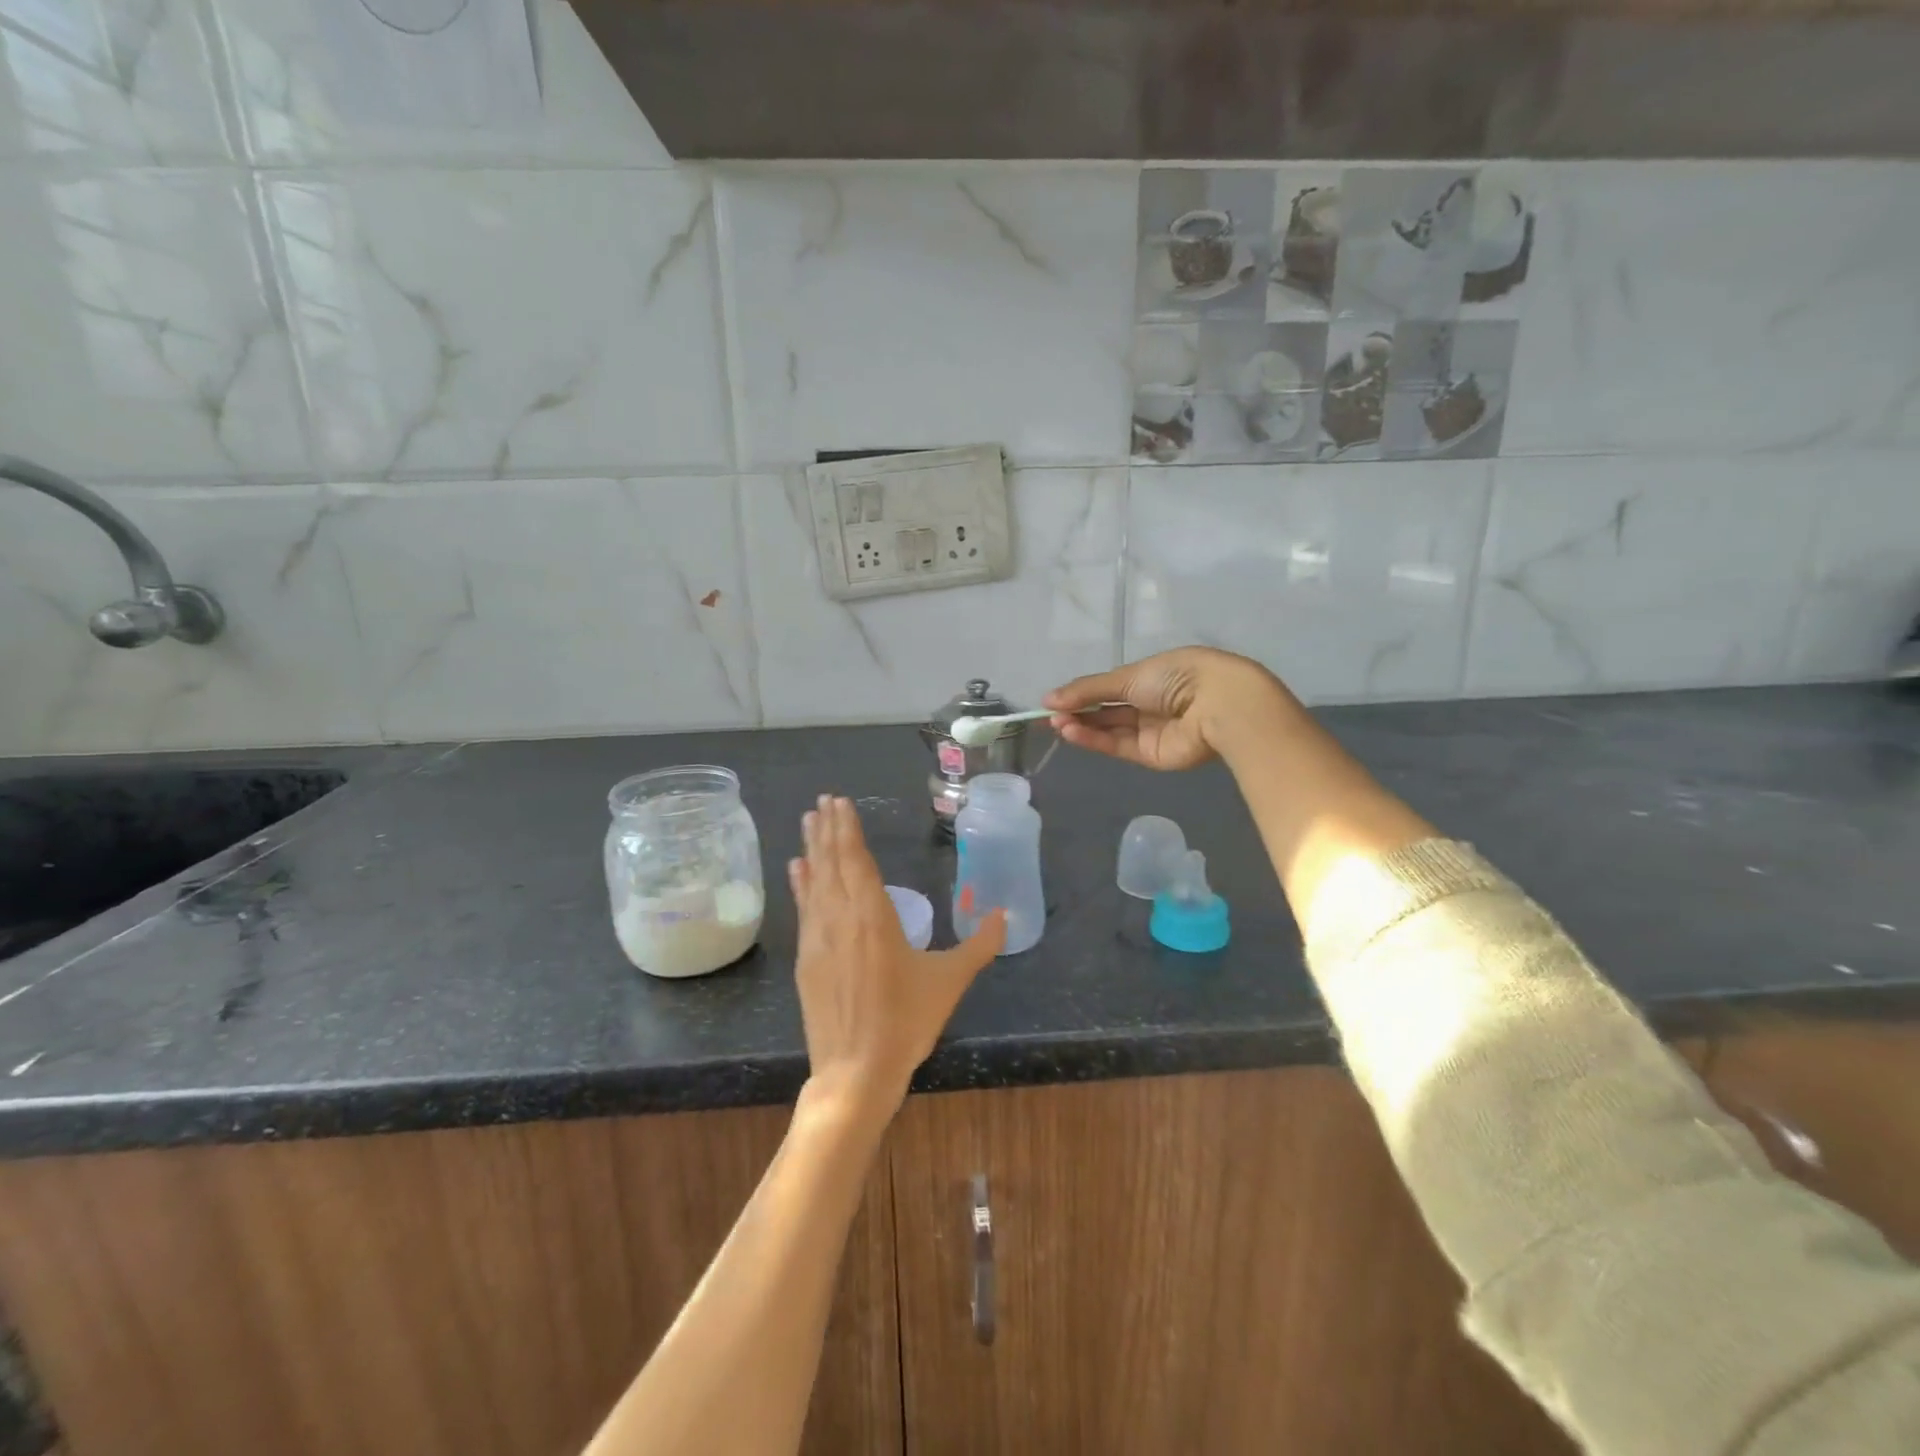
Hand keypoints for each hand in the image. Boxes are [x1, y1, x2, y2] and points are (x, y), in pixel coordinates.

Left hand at [789, 796, 1005, 1117]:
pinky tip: (797, 869)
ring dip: (813, 849)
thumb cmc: (906, 1022)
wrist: (855, 1071)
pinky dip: (801, 884)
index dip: (848, 829)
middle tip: (823, 801)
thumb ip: (979, 945)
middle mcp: (841, 918)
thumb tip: (1004, 917)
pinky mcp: (806, 960)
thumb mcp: (950, 981)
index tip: (839, 802)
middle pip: (832, 863)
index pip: (856, 860)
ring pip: (814, 882)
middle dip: (828, 830)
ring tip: (808, 821)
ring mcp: (818, 938)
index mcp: (874, 916)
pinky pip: (803, 909)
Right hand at [1044, 647, 1299, 771]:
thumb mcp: (1127, 676)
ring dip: (1081, 727)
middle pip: (1106, 711)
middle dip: (1078, 712)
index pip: (1109, 688)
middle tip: (1049, 715)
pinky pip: (1117, 747)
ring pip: (1109, 730)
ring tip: (1056, 724)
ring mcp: (1151, 731)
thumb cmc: (1175, 676)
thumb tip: (1048, 698)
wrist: (1216, 704)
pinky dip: (1094, 740)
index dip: (1081, 694)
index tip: (1053, 701)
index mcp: (1151, 677)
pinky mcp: (1151, 756)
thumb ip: (1087, 690)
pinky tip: (1071, 733)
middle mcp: (1150, 704)